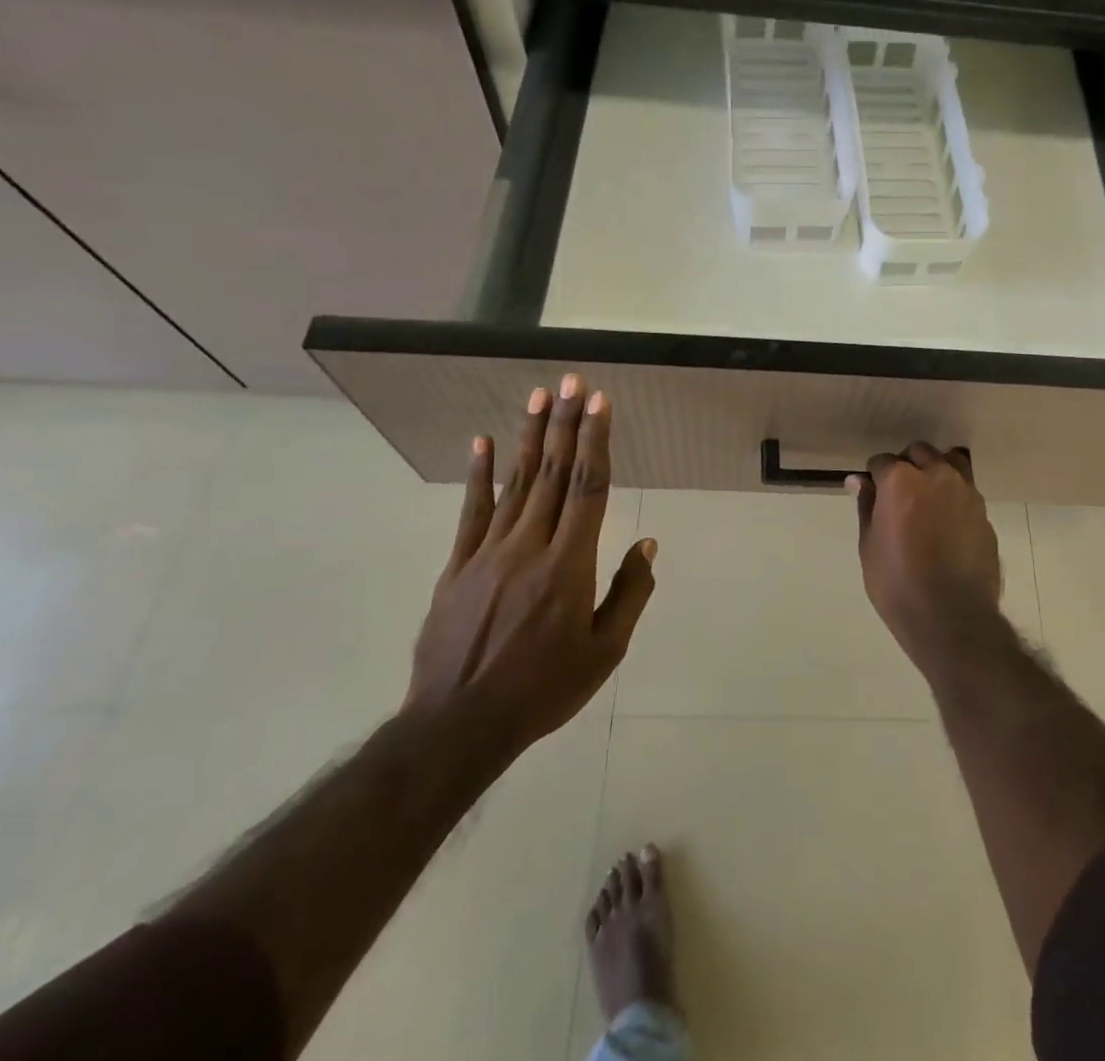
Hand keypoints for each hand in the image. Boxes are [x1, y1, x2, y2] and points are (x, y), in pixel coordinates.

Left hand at [407, 374, 655, 769]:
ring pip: (515, 483)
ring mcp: (488, 552)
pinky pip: (471, 511)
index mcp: (569, 565)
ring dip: (528, 437)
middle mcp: (530, 546)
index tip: (599, 404)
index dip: (595, 442)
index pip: (588, 489)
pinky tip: (482, 443)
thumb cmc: (543, 689)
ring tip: (537, 397)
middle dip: (564, 423)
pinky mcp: (458, 565)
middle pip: (552, 473)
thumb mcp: (604, 652)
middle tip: (571, 381)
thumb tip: (647, 543)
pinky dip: (478, 475)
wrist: (459, 724)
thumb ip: (630, 593)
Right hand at [848, 443, 1001, 664]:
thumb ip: (866, 506)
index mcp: (901, 480)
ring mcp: (966, 493)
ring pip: (950, 463)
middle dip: (906, 466)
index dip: (874, 477)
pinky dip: (954, 498)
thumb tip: (859, 481)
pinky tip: (947, 526)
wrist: (952, 617)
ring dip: (935, 472)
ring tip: (927, 500)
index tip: (872, 495)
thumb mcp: (869, 546)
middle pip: (919, 453)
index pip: (882, 461)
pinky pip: (966, 492)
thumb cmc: (898, 583)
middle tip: (898, 496)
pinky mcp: (984, 514)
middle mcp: (936, 475)